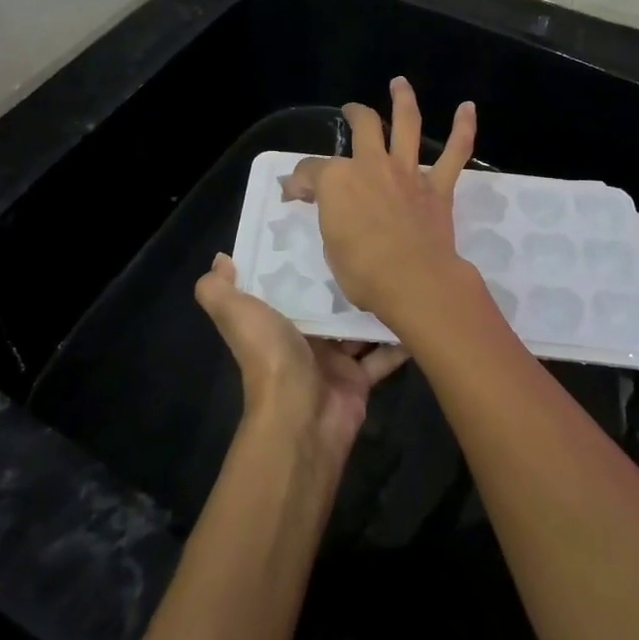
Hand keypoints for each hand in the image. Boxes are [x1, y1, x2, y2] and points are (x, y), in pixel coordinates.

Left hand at [195, 253, 406, 461]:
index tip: (325, 222)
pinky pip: (383, 356)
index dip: (302, 256)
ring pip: (358, 326)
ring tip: (401, 269)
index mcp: (274, 319)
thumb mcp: (237, 314)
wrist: (301, 417)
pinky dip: (399, 340)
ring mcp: (333, 359)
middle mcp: (303, 336)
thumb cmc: (270, 356)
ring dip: (375, 304)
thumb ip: (218, 289)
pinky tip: (419, 312)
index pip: (289, 282)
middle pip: (328, 301)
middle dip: (346, 277)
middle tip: (374, 241)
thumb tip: (220, 259)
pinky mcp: (359, 378)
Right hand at [280, 77, 481, 331]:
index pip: (310, 170)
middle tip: (351, 111)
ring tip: (400, 83)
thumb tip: (317, 200)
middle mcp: (371, 165)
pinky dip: (463, 129)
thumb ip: (327, 216)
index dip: (299, 181)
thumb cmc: (362, 271)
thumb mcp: (329, 245)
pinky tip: (468, 108)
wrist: (413, 282)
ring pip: (407, 125)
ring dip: (403, 100)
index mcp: (337, 180)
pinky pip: (455, 153)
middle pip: (363, 126)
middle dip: (355, 115)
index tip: (295, 194)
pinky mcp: (437, 187)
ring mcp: (407, 173)